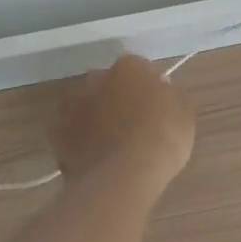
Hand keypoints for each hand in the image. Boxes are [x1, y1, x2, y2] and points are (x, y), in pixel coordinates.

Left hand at [51, 54, 195, 195]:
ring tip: (110, 144)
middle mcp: (98, 78)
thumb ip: (168, 96)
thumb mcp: (183, 112)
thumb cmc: (163, 137)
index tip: (155, 105)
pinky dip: (79, 141)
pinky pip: (71, 133)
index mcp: (129, 67)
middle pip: (107, 83)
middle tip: (131, 122)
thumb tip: (159, 90)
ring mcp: (74, 106)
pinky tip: (94, 158)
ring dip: (95, 117)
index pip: (138, 68)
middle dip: (116, 97)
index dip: (146, 86)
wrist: (125, 175)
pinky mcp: (57, 136)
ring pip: (86, 106)